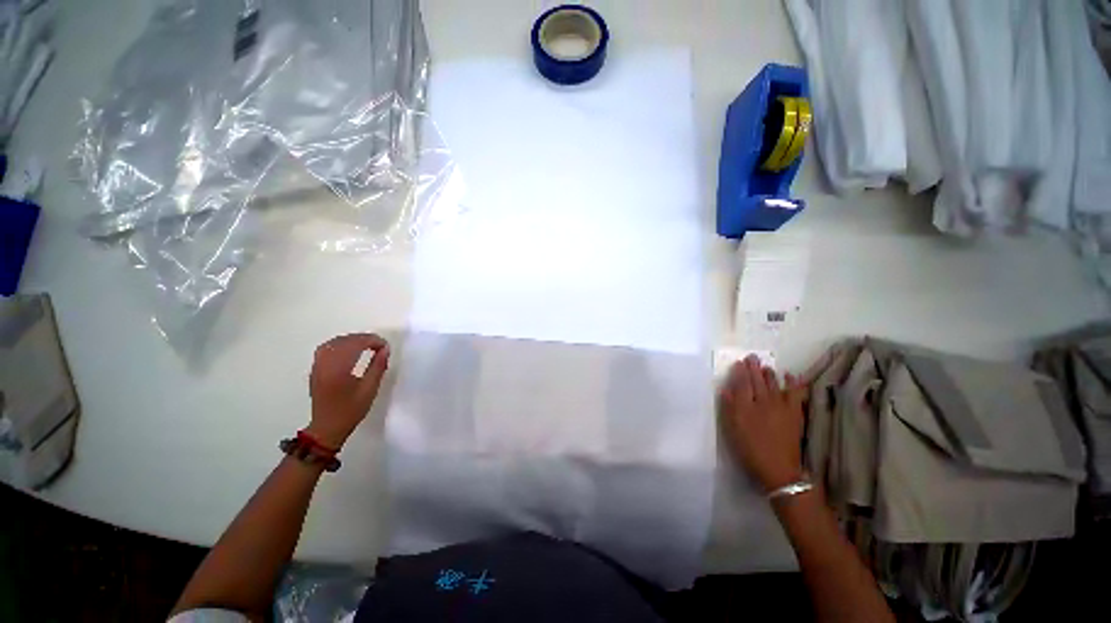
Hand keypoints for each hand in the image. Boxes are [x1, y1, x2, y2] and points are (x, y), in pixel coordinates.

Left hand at [307, 333, 390, 449]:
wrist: (327, 427)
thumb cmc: (351, 410)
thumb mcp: (369, 389)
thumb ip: (378, 366)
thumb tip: (385, 349)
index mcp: (338, 369)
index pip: (355, 344)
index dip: (372, 341)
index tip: (385, 346)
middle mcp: (325, 364)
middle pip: (344, 341)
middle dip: (363, 338)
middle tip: (379, 344)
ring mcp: (317, 366)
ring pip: (333, 343)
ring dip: (351, 340)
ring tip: (366, 345)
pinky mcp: (315, 369)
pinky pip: (326, 349)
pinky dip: (340, 344)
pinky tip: (350, 350)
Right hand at [720, 355, 807, 492]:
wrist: (778, 469)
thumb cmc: (750, 450)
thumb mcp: (732, 430)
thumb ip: (729, 408)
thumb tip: (725, 389)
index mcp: (745, 406)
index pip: (742, 383)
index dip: (740, 372)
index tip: (738, 362)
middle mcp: (763, 402)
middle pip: (757, 381)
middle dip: (753, 368)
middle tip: (752, 357)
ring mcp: (780, 407)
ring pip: (774, 384)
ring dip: (769, 373)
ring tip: (766, 366)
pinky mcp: (794, 413)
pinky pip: (795, 393)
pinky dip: (793, 383)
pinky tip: (790, 375)